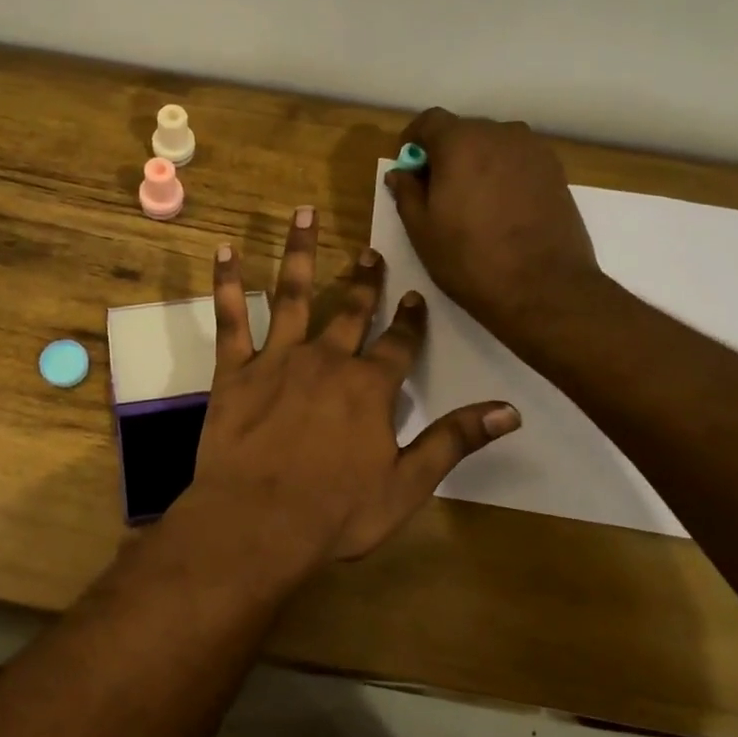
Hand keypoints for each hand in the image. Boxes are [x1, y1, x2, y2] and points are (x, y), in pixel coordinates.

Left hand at [188, 206, 519, 566]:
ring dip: (299, 252)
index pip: (399, 345)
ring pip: (292, 295)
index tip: (414, 296)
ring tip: (304, 213)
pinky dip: (228, 283)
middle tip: (371, 251)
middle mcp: (327, 360)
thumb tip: (510, 411)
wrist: (259, 523)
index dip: (409, 321)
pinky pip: (231, 318)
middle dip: (364, 280)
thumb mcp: (407, 484)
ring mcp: (277, 360)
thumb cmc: (336, 512)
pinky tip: (227, 251)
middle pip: (350, 310)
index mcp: (369, 388)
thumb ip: (454, 441)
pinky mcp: (234, 371)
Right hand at [386, 108, 603, 338]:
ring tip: (470, 202)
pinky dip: (502, 174)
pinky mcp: (556, 171)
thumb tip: (400, 172)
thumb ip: (407, 192)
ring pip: (493, 145)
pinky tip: (499, 209)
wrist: (542, 287)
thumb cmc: (469, 259)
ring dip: (476, 163)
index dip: (414, 140)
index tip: (409, 167)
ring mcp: (533, 151)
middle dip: (445, 153)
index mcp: (461, 143)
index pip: (430, 121)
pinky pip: (517, 161)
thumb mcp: (422, 230)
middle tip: (436, 191)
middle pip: (464, 131)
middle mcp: (500, 134)